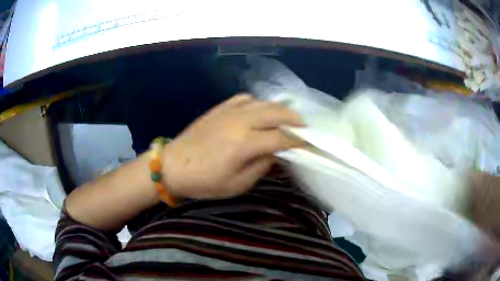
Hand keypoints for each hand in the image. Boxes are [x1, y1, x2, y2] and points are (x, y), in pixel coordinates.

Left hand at [162, 94, 304, 198]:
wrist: (173, 166)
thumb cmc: (204, 181)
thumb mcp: (237, 184)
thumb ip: (261, 167)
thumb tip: (276, 154)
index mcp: (245, 144)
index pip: (281, 138)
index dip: (299, 141)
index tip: (310, 144)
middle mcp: (240, 122)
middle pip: (276, 113)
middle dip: (295, 119)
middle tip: (305, 126)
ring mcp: (229, 112)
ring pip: (263, 103)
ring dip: (279, 109)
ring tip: (288, 117)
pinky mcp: (219, 108)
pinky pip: (244, 99)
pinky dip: (257, 103)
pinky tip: (259, 110)